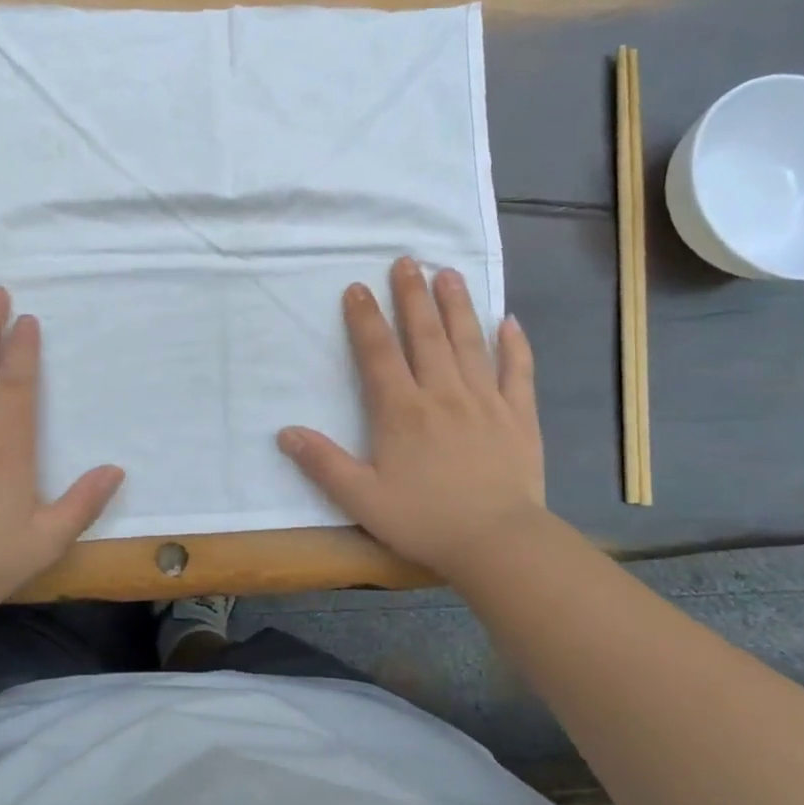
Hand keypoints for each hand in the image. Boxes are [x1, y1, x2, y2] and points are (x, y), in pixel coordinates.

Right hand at [278, 256, 543, 582]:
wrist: (498, 543)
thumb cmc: (425, 520)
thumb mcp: (362, 499)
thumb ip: (323, 463)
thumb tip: (284, 432)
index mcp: (402, 411)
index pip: (378, 353)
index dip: (365, 319)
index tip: (357, 287)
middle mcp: (443, 394)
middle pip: (426, 335)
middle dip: (412, 296)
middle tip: (407, 261)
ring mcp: (485, 401)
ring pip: (469, 342)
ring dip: (457, 306)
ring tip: (448, 274)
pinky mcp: (518, 416)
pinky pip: (517, 372)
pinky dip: (514, 345)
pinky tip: (510, 321)